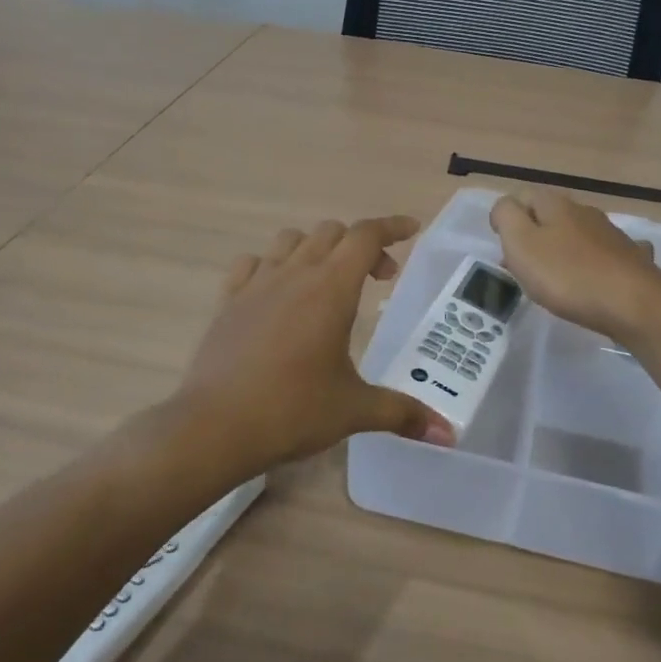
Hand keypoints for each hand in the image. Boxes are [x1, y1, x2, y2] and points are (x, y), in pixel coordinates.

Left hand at [173, 216, 455, 477]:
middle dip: (361, 245)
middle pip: (332, 232)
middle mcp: (294, 274)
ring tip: (328, 281)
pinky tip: (276, 292)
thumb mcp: (354, 410)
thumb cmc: (292, 410)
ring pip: (291, 240)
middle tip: (378, 278)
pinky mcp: (227, 301)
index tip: (411, 229)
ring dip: (317, 248)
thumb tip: (446, 434)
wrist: (214, 427)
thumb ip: (402, 412)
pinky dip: (272, 265)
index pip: (366, 236)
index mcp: (331, 289)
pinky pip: (252, 263)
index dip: (392, 227)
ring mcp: (256, 284)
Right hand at [490, 189, 660, 341]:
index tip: (502, 248)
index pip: (523, 196)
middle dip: (534, 236)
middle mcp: (585, 212)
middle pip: (550, 216)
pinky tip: (597, 277)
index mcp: (556, 205)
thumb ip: (506, 217)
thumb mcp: (521, 243)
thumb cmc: (567, 275)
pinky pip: (606, 254)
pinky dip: (596, 262)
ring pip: (578, 234)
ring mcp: (612, 234)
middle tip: (523, 268)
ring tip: (555, 278)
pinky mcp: (631, 259)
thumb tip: (505, 207)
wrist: (633, 303)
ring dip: (563, 249)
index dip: (508, 218)